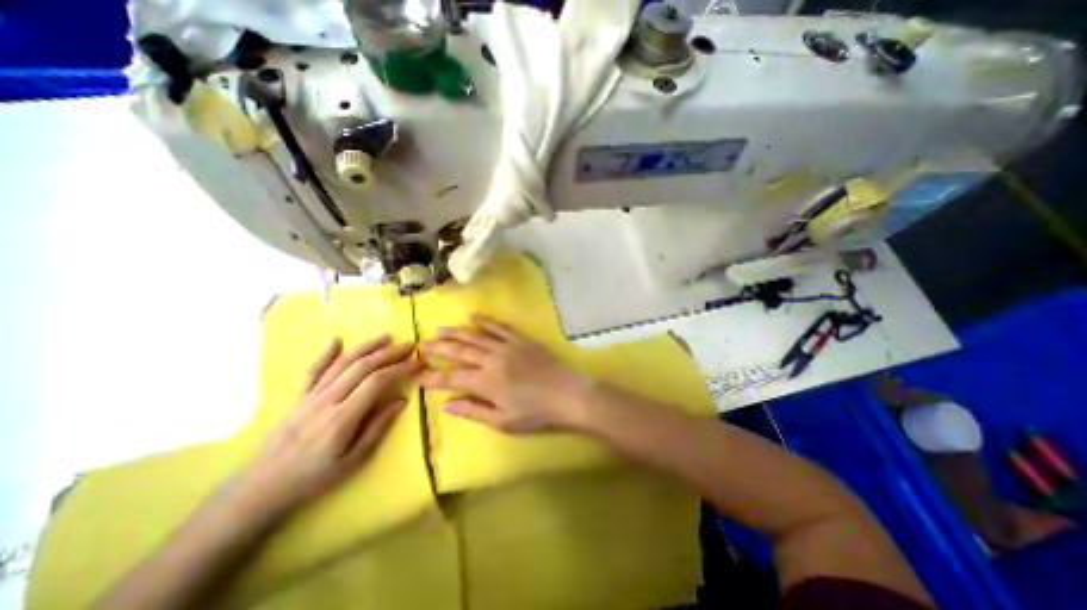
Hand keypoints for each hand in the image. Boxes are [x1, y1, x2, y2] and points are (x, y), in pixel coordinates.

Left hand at [229, 336, 418, 516]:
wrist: (261, 488)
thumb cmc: (314, 477)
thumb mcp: (353, 460)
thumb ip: (378, 427)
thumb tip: (402, 400)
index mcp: (342, 418)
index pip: (376, 382)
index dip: (400, 369)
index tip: (418, 362)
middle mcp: (326, 400)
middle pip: (362, 366)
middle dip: (389, 353)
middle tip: (409, 345)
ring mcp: (310, 396)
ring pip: (341, 363)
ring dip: (366, 346)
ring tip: (386, 337)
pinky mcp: (299, 397)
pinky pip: (313, 370)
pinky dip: (326, 353)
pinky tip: (336, 339)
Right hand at [416, 316, 589, 430]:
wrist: (565, 393)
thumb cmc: (534, 411)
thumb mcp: (502, 420)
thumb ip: (473, 410)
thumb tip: (445, 405)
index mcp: (485, 382)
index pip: (452, 377)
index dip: (434, 376)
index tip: (419, 375)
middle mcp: (491, 359)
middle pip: (459, 350)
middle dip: (439, 347)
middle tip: (422, 344)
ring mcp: (506, 346)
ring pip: (475, 336)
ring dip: (456, 332)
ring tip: (440, 329)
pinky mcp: (520, 339)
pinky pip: (499, 327)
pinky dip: (485, 322)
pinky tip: (474, 317)